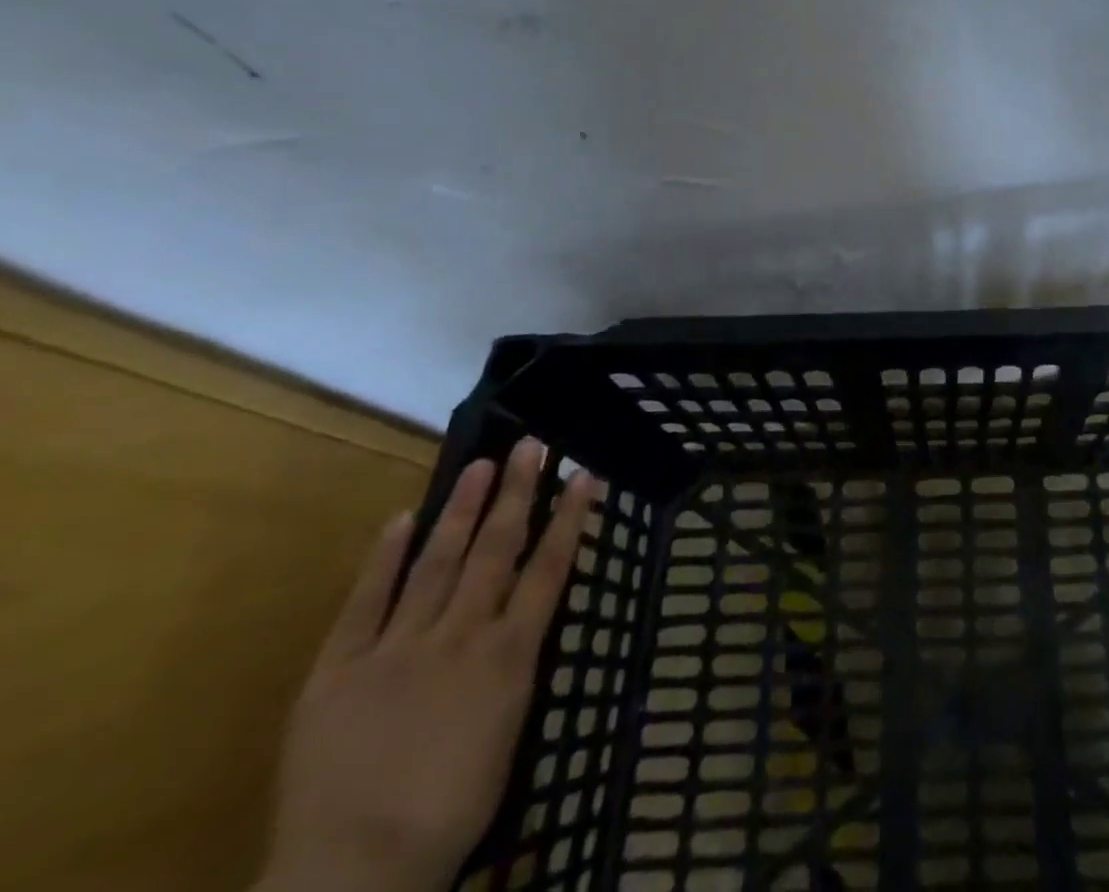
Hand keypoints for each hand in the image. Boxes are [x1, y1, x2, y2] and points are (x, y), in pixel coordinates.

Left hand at [254, 441, 597, 891]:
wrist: (354, 873)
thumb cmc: (450, 811)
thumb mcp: (508, 734)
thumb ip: (513, 669)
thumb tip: (520, 626)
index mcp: (508, 655)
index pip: (549, 569)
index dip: (569, 518)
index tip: (583, 474)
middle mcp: (460, 635)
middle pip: (496, 550)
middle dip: (516, 494)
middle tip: (528, 445)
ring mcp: (397, 647)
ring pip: (437, 562)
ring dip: (460, 510)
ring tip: (478, 465)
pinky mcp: (338, 670)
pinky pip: (364, 604)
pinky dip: (383, 560)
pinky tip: (400, 521)